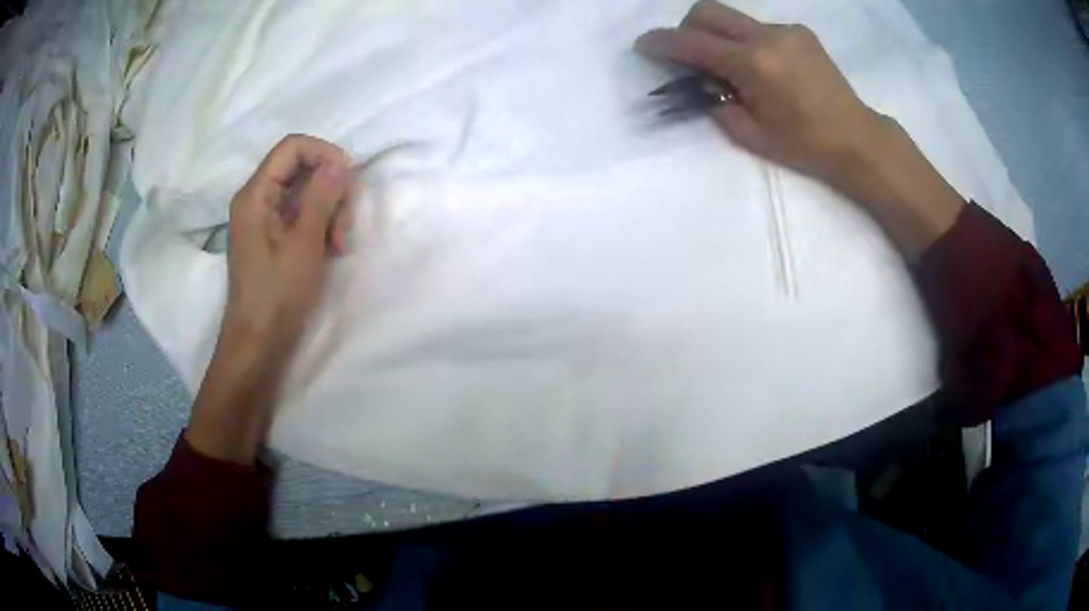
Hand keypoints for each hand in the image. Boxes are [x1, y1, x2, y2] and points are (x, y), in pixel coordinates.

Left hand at [188, 135, 354, 463]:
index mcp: (255, 195)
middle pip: (301, 169)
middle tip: (344, 226)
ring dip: (329, 211)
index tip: (349, 178)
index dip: (324, 153)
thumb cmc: (276, 295)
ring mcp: (264, 220)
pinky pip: (301, 215)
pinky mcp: (273, 238)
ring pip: (305, 193)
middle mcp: (256, 200)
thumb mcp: (304, 244)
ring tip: (340, 245)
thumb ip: (321, 197)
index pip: (292, 147)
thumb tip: (340, 163)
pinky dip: (320, 226)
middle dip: (330, 189)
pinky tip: (331, 250)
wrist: (257, 345)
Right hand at [637, 1, 882, 181]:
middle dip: (687, 28)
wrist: (857, 139)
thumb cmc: (806, 145)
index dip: (662, 42)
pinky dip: (747, 41)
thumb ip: (717, 105)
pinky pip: (759, 27)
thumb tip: (703, 87)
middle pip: (707, 11)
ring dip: (719, 36)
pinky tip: (763, 68)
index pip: (693, 43)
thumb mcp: (752, 135)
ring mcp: (786, 30)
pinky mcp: (800, 32)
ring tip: (733, 69)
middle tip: (689, 55)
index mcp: (753, 63)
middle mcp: (766, 36)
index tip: (644, 45)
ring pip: (734, 18)